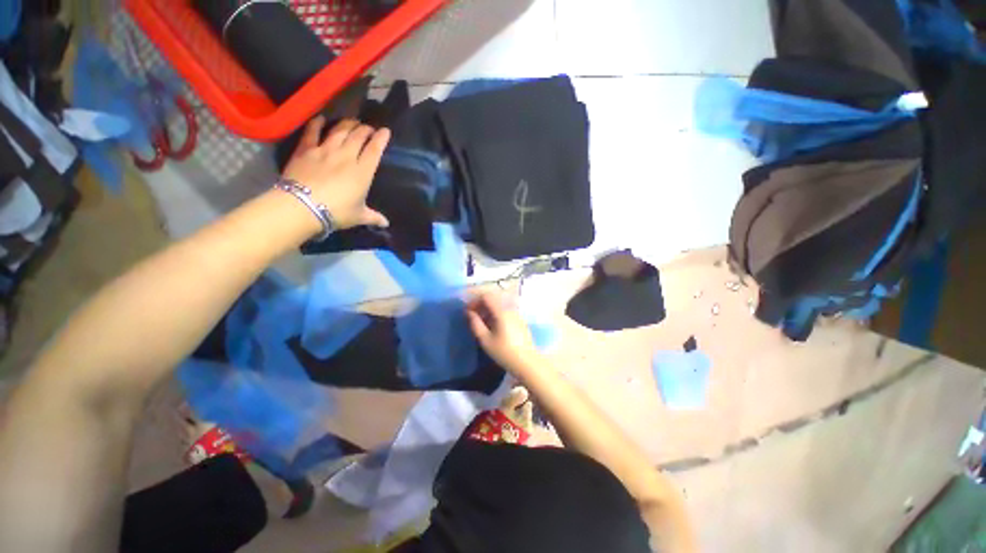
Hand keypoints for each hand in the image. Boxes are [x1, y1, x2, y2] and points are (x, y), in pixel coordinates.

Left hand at [282, 117, 390, 229]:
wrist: (302, 206)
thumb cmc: (336, 212)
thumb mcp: (359, 216)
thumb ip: (373, 217)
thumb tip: (386, 224)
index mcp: (362, 172)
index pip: (374, 150)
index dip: (381, 139)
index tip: (385, 131)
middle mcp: (346, 157)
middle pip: (358, 136)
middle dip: (365, 129)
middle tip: (368, 127)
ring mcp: (325, 150)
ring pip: (339, 131)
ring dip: (347, 124)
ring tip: (352, 122)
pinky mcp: (306, 149)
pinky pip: (312, 132)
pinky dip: (317, 123)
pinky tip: (321, 118)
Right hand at [466, 291, 542, 376]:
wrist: (527, 362)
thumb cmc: (504, 352)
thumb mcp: (485, 340)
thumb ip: (475, 324)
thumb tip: (469, 313)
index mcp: (501, 311)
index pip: (486, 296)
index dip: (474, 301)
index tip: (467, 311)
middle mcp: (510, 308)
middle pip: (493, 298)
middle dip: (480, 304)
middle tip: (472, 316)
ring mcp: (516, 313)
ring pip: (499, 304)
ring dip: (488, 309)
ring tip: (481, 323)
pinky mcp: (519, 320)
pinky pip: (505, 310)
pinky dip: (496, 313)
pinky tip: (492, 327)